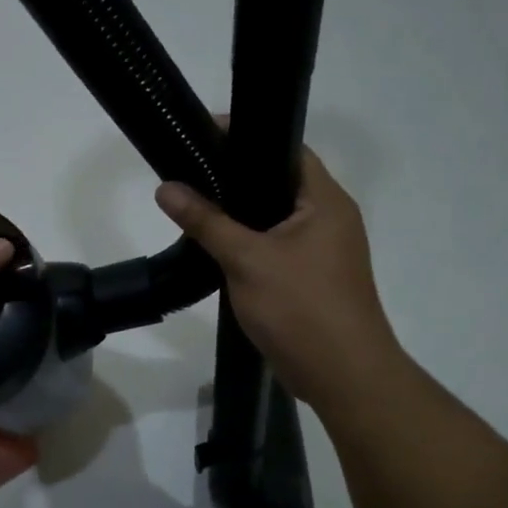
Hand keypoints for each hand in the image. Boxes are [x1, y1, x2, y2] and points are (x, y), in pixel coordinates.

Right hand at [156, 147, 402, 411]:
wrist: (342, 376)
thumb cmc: (301, 308)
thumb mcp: (247, 259)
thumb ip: (206, 221)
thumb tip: (165, 187)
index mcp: (325, 202)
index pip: (288, 149)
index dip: (249, 136)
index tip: (205, 132)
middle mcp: (328, 218)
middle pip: (279, 182)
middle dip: (237, 175)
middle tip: (191, 167)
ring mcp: (322, 250)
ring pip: (274, 217)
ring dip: (240, 212)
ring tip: (195, 201)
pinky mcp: (310, 277)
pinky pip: (274, 245)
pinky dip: (247, 240)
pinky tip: (215, 244)